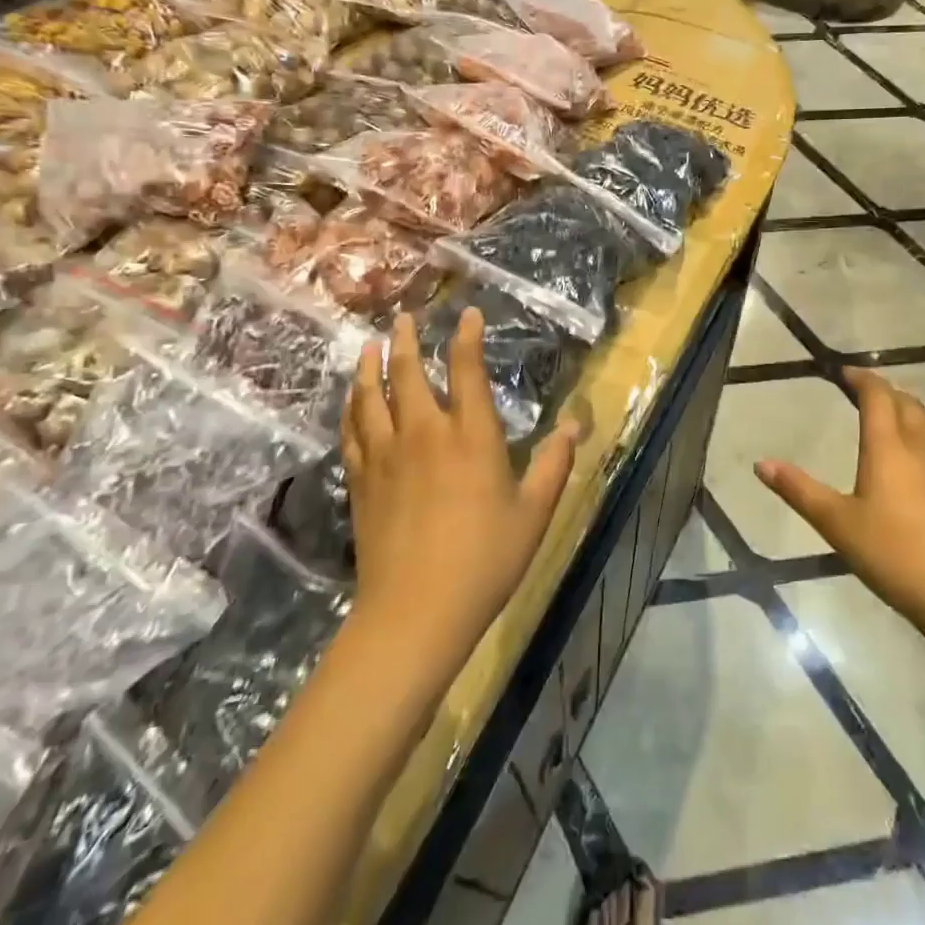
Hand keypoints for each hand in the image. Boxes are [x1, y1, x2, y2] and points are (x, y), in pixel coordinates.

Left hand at [344, 309, 577, 664]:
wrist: (415, 611)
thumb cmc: (486, 559)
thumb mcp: (535, 512)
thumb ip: (555, 463)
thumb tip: (574, 424)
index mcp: (471, 435)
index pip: (466, 369)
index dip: (466, 337)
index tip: (466, 314)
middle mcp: (425, 432)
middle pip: (408, 373)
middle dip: (406, 339)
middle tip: (403, 317)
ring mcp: (386, 455)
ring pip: (371, 396)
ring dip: (369, 365)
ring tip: (368, 344)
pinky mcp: (361, 480)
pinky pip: (351, 431)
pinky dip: (350, 407)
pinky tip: (350, 400)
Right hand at [756, 369, 924, 642]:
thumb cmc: (894, 554)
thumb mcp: (837, 524)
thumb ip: (799, 490)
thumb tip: (761, 463)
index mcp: (888, 446)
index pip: (878, 395)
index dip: (861, 378)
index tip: (844, 372)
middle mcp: (922, 446)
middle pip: (907, 402)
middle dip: (884, 391)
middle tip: (862, 394)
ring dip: (913, 409)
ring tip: (896, 417)